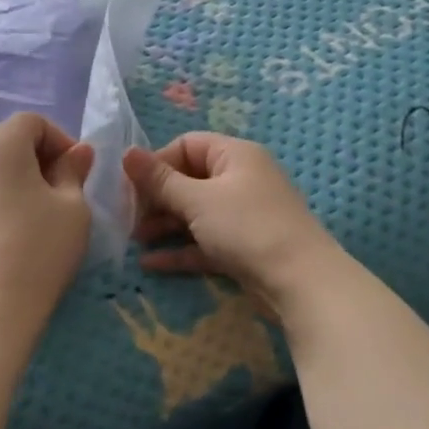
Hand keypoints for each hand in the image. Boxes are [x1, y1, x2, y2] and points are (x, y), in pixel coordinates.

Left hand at [0, 113, 95, 337]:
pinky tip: (8, 240)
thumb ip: (74, 172)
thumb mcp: (73, 208)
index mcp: (0, 145)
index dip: (59, 139)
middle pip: (5, 141)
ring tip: (36, 217)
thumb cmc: (39, 249)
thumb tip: (78, 152)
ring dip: (13, 181)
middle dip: (36, 158)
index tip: (77, 172)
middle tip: (60, 192)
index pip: (31, 121)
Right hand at [123, 133, 341, 311]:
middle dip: (156, 198)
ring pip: (195, 213)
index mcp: (234, 155)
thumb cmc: (247, 227)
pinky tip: (151, 263)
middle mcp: (240, 179)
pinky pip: (204, 241)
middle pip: (188, 179)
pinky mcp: (243, 247)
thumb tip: (126, 153)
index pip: (186, 145)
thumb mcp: (197, 200)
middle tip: (129, 217)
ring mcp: (243, 215)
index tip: (132, 187)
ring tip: (135, 241)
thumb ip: (159, 180)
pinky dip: (181, 249)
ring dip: (164, 224)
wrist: (301, 282)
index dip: (157, 163)